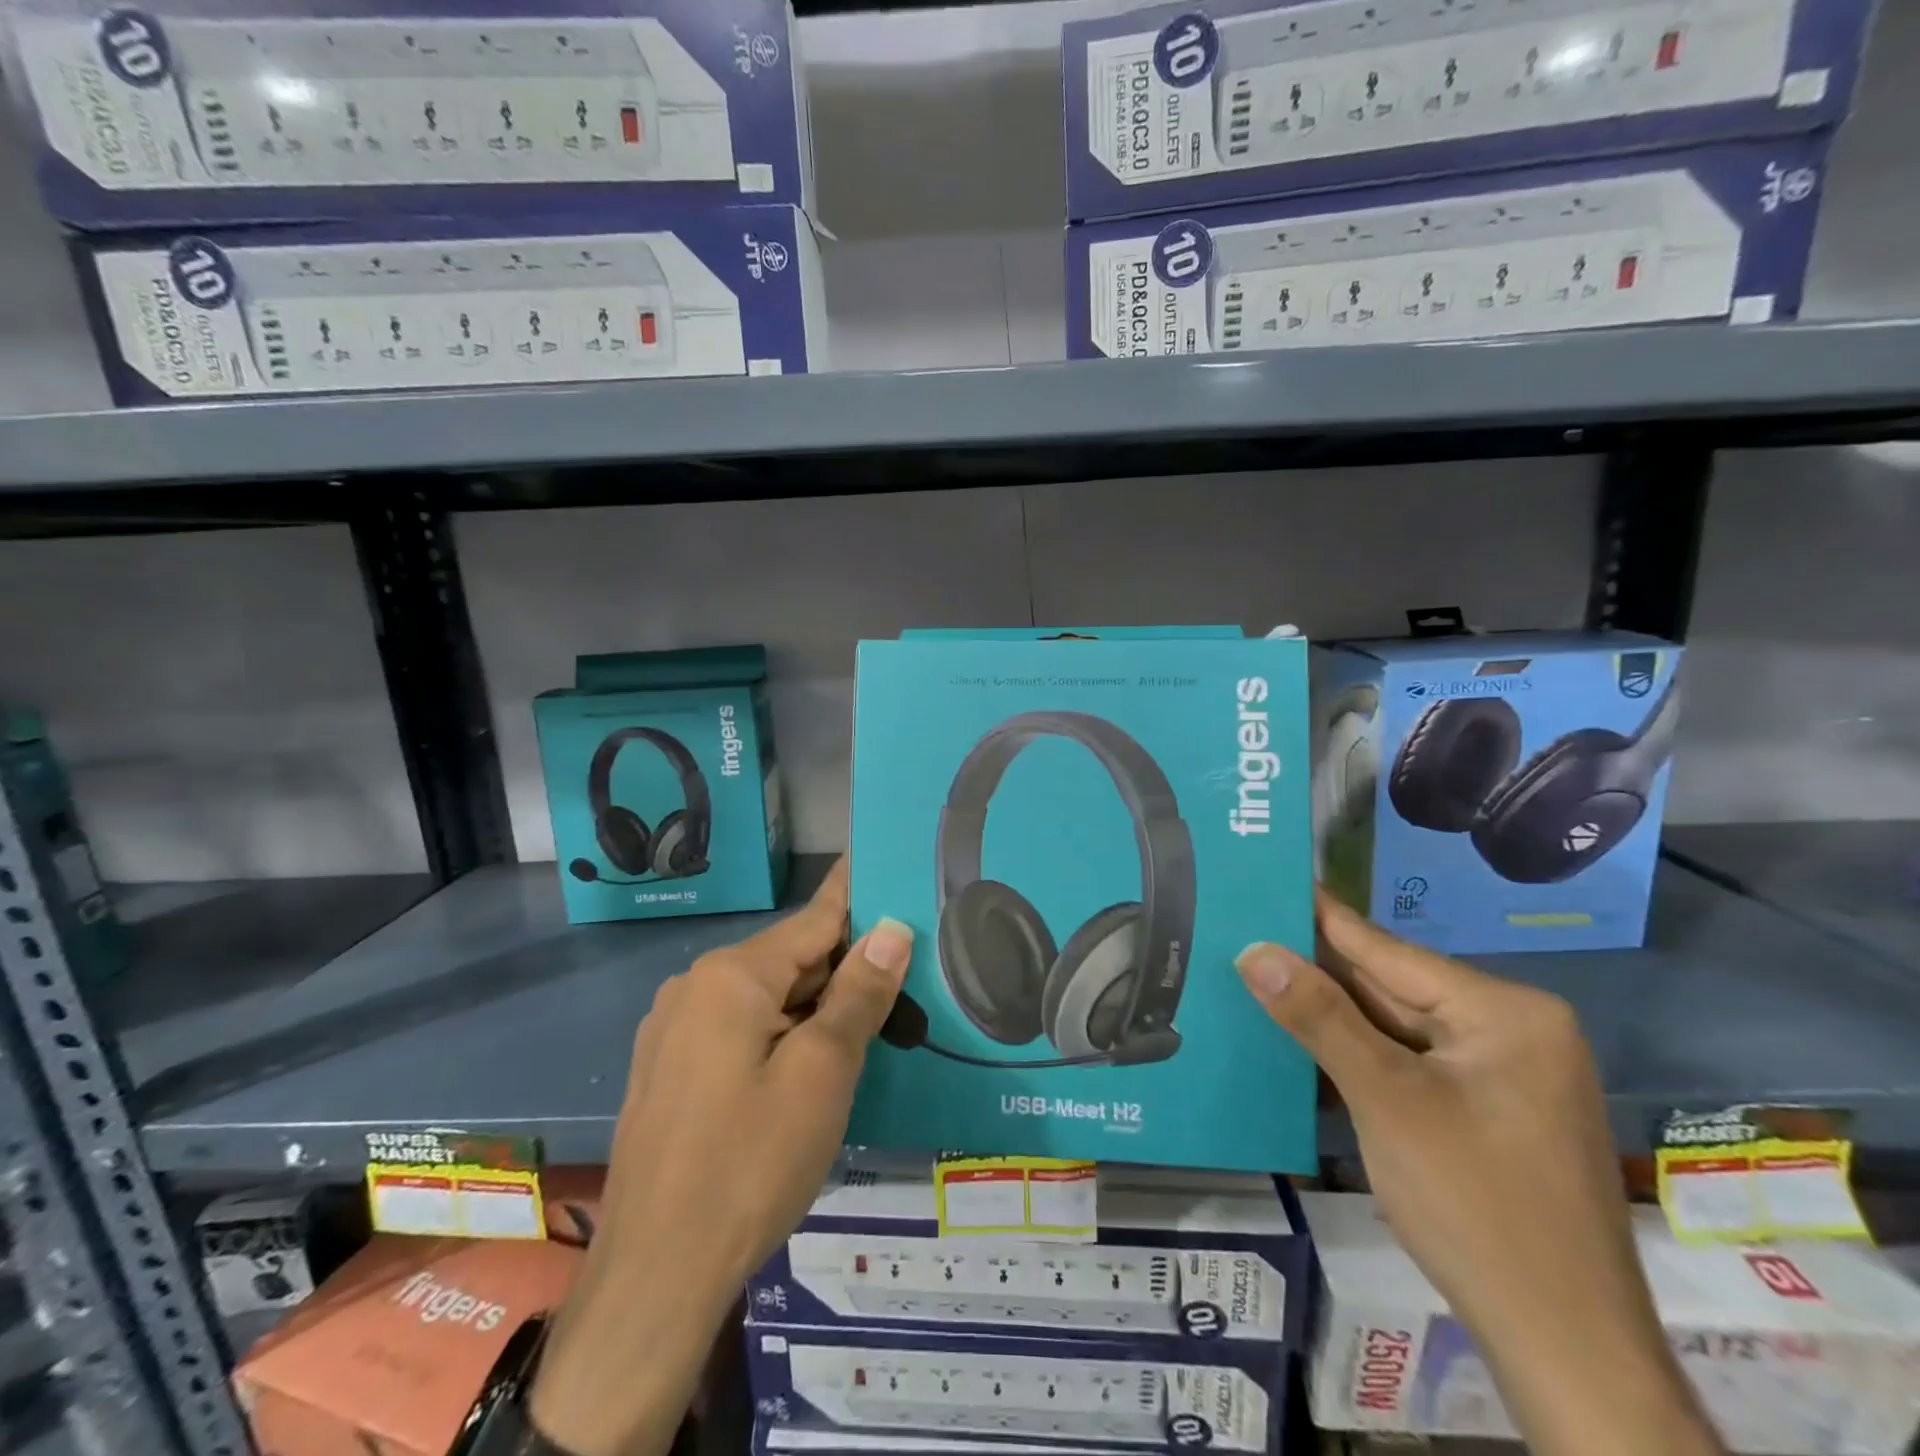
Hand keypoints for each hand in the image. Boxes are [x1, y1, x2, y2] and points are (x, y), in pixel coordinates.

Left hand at [531, 859, 914, 1455]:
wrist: (655, 1278)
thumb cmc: (750, 1164)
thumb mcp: (822, 1073)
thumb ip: (859, 993)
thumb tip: (891, 929)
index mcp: (731, 975)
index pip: (814, 918)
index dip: (858, 896)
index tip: (889, 864)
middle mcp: (695, 986)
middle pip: (791, 959)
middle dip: (846, 967)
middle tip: (906, 976)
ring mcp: (674, 1030)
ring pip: (767, 997)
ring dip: (817, 1006)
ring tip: (872, 1021)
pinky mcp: (669, 1069)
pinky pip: (740, 1029)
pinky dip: (783, 1033)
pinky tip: (813, 1063)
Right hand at [1235, 890, 1721, 1455]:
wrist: (1566, 1353)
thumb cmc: (1477, 1206)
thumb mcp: (1386, 1100)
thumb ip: (1318, 1016)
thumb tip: (1253, 949)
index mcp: (1505, 1012)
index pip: (1388, 951)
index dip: (1320, 917)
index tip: (1271, 879)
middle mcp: (1510, 1031)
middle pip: (1391, 988)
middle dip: (1318, 970)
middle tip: (1246, 932)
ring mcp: (1501, 1076)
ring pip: (1396, 1028)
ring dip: (1332, 1015)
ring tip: (1259, 974)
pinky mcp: (1487, 1114)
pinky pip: (1409, 1064)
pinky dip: (1358, 1054)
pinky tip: (1305, 1038)